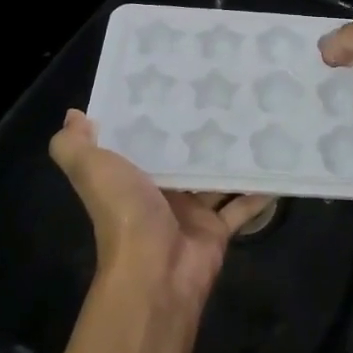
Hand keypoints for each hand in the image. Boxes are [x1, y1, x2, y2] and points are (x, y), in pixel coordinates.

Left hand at [50, 110, 272, 307]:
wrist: (155, 275)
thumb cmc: (125, 214)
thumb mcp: (92, 171)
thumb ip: (75, 145)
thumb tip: (73, 114)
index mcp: (130, 175)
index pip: (143, 137)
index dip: (156, 112)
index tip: (177, 77)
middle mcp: (160, 192)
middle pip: (183, 155)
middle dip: (200, 129)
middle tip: (228, 90)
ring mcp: (191, 211)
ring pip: (215, 177)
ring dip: (232, 155)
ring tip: (256, 116)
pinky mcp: (217, 229)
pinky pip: (242, 205)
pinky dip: (259, 190)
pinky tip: (278, 162)